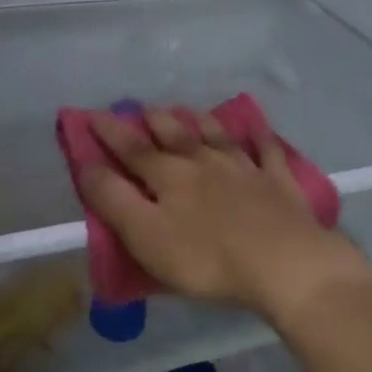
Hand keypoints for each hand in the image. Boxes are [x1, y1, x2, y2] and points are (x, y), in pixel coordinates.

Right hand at [81, 108, 371, 322]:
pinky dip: (260, 138)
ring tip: (191, 111)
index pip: (132, 148)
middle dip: (156, 120)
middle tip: (144, 109)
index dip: (110, 132)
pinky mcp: (278, 182)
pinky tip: (258, 129)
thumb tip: (87, 165)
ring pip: (218, 136)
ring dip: (201, 121)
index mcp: (169, 176)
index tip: (92, 115)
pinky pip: (267, 151)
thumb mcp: (146, 235)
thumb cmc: (207, 258)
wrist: (284, 262)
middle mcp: (205, 161)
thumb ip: (114, 200)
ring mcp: (245, 168)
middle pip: (176, 134)